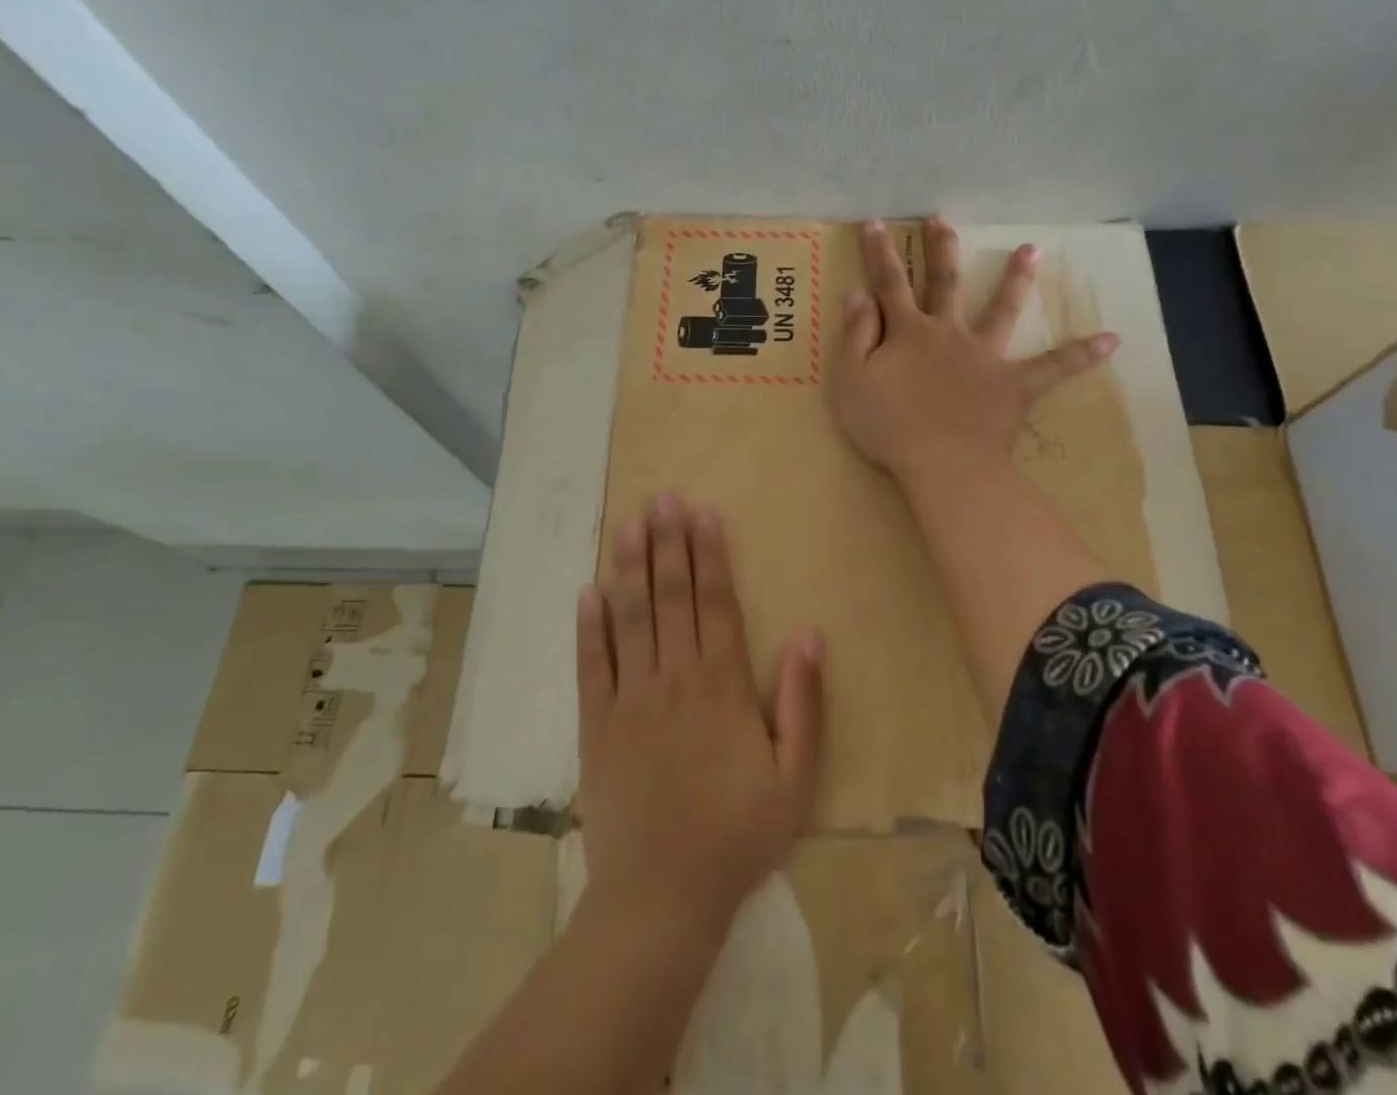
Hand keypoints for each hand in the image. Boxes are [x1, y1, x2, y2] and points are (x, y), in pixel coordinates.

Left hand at [576, 493, 823, 932]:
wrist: (662, 898)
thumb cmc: (737, 837)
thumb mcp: (795, 780)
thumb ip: (803, 705)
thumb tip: (810, 636)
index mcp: (722, 686)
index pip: (715, 603)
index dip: (709, 554)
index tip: (703, 513)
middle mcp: (673, 678)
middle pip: (671, 596)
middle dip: (667, 543)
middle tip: (661, 498)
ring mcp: (629, 698)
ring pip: (630, 618)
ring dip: (630, 568)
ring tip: (628, 523)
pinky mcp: (596, 724)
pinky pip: (591, 665)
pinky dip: (588, 626)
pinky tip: (586, 591)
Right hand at [831, 218, 1119, 482]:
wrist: (943, 465)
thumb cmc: (888, 426)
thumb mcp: (851, 381)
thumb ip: (855, 335)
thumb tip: (859, 294)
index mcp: (908, 332)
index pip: (889, 284)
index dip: (879, 253)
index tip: (875, 222)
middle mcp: (949, 333)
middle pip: (945, 283)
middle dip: (942, 250)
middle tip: (942, 220)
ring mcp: (985, 356)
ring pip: (1002, 310)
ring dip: (1015, 279)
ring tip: (1031, 250)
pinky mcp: (1015, 385)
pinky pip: (1053, 367)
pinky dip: (1080, 354)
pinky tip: (1111, 340)